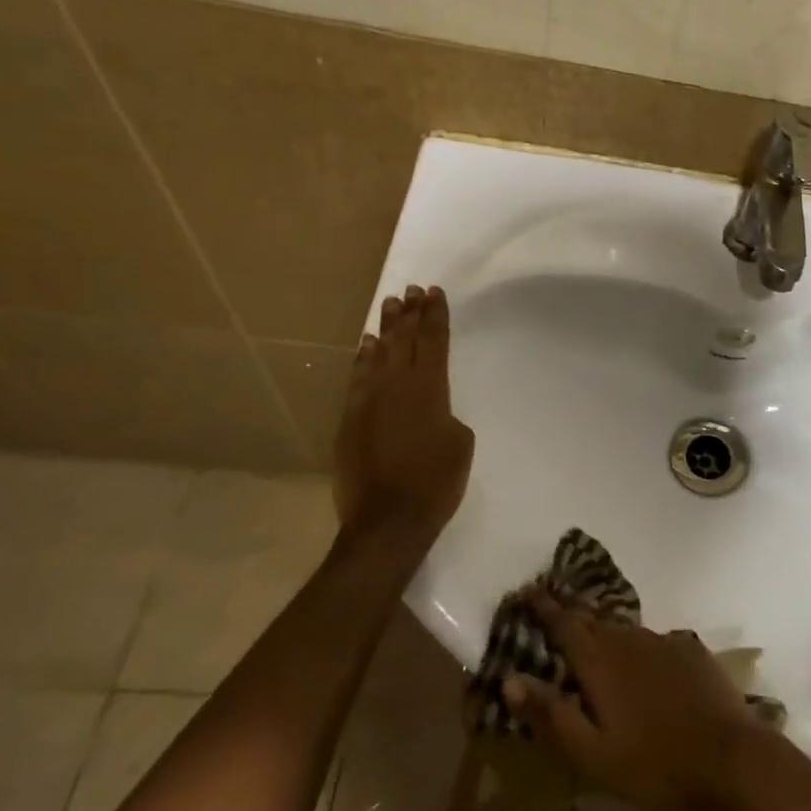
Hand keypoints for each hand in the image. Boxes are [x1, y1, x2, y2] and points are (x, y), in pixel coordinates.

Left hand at [334, 285, 475, 544]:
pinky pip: (357, 378)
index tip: (435, 293)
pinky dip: (363, 359)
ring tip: (391, 305)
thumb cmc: (436, 482)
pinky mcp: (349, 420)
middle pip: (404, 341)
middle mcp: (397, 386)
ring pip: (379, 354)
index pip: (434, 342)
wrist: (388, 520)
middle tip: (412, 290)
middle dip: (410, 314)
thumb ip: (447, 415)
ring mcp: (368, 401)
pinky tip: (366, 345)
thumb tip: (432, 409)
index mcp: (430, 390)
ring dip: (386, 329)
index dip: (436, 316)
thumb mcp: (461, 444)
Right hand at [506, 591, 768, 810]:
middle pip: (592, 618)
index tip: (526, 590)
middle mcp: (629, 639)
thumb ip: (550, 713)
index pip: (563, 623)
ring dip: (602, 626)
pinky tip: (640, 659)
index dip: (543, 606)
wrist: (729, 757)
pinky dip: (636, 643)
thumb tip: (509, 678)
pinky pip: (653, 640)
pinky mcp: (690, 650)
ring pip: (623, 628)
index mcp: (600, 661)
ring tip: (590, 631)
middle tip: (551, 601)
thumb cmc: (653, 764)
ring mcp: (663, 641)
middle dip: (569, 609)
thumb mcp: (591, 753)